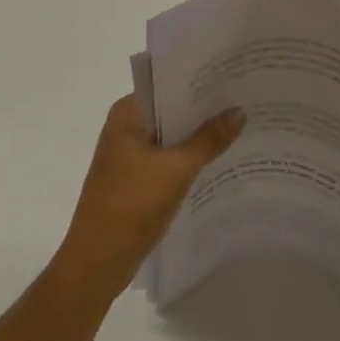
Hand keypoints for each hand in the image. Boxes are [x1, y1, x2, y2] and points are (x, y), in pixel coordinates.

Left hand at [51, 95, 244, 304]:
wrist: (96, 265)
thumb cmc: (131, 206)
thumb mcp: (176, 170)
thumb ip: (208, 139)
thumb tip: (239, 111)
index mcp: (128, 112)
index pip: (168, 83)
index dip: (199, 79)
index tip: (232, 75)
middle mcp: (125, 126)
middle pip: (171, 109)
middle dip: (203, 109)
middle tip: (243, 99)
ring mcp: (128, 154)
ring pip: (170, 135)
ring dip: (197, 135)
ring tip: (239, 126)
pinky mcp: (133, 179)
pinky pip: (166, 158)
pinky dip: (188, 158)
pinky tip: (218, 160)